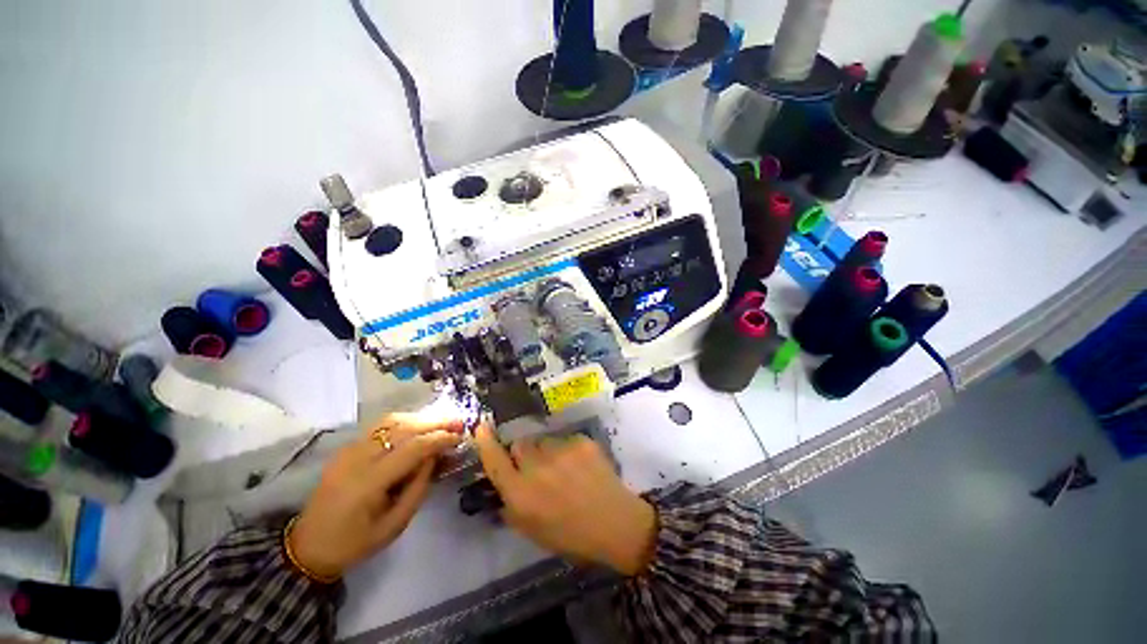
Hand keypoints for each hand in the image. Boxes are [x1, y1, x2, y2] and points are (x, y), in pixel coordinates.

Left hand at [287, 413, 463, 579]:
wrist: (308, 546)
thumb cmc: (355, 542)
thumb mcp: (394, 525)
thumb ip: (418, 488)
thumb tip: (435, 456)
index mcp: (367, 483)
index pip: (411, 449)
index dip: (439, 439)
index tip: (460, 436)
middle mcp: (356, 459)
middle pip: (402, 428)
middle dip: (434, 422)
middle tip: (458, 421)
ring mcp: (348, 450)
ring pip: (391, 422)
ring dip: (420, 418)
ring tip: (442, 421)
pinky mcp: (346, 447)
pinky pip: (380, 427)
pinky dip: (405, 422)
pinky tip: (419, 426)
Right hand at [474, 423, 656, 575]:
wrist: (614, 522)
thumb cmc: (571, 535)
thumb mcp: (533, 531)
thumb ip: (512, 507)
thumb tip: (504, 487)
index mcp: (521, 494)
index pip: (495, 461)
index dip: (486, 443)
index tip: (481, 427)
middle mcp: (537, 468)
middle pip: (520, 444)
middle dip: (524, 453)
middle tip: (539, 468)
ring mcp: (561, 451)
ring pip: (544, 441)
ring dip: (547, 452)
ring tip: (564, 469)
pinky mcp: (580, 442)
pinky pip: (565, 440)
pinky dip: (568, 450)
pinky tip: (581, 466)